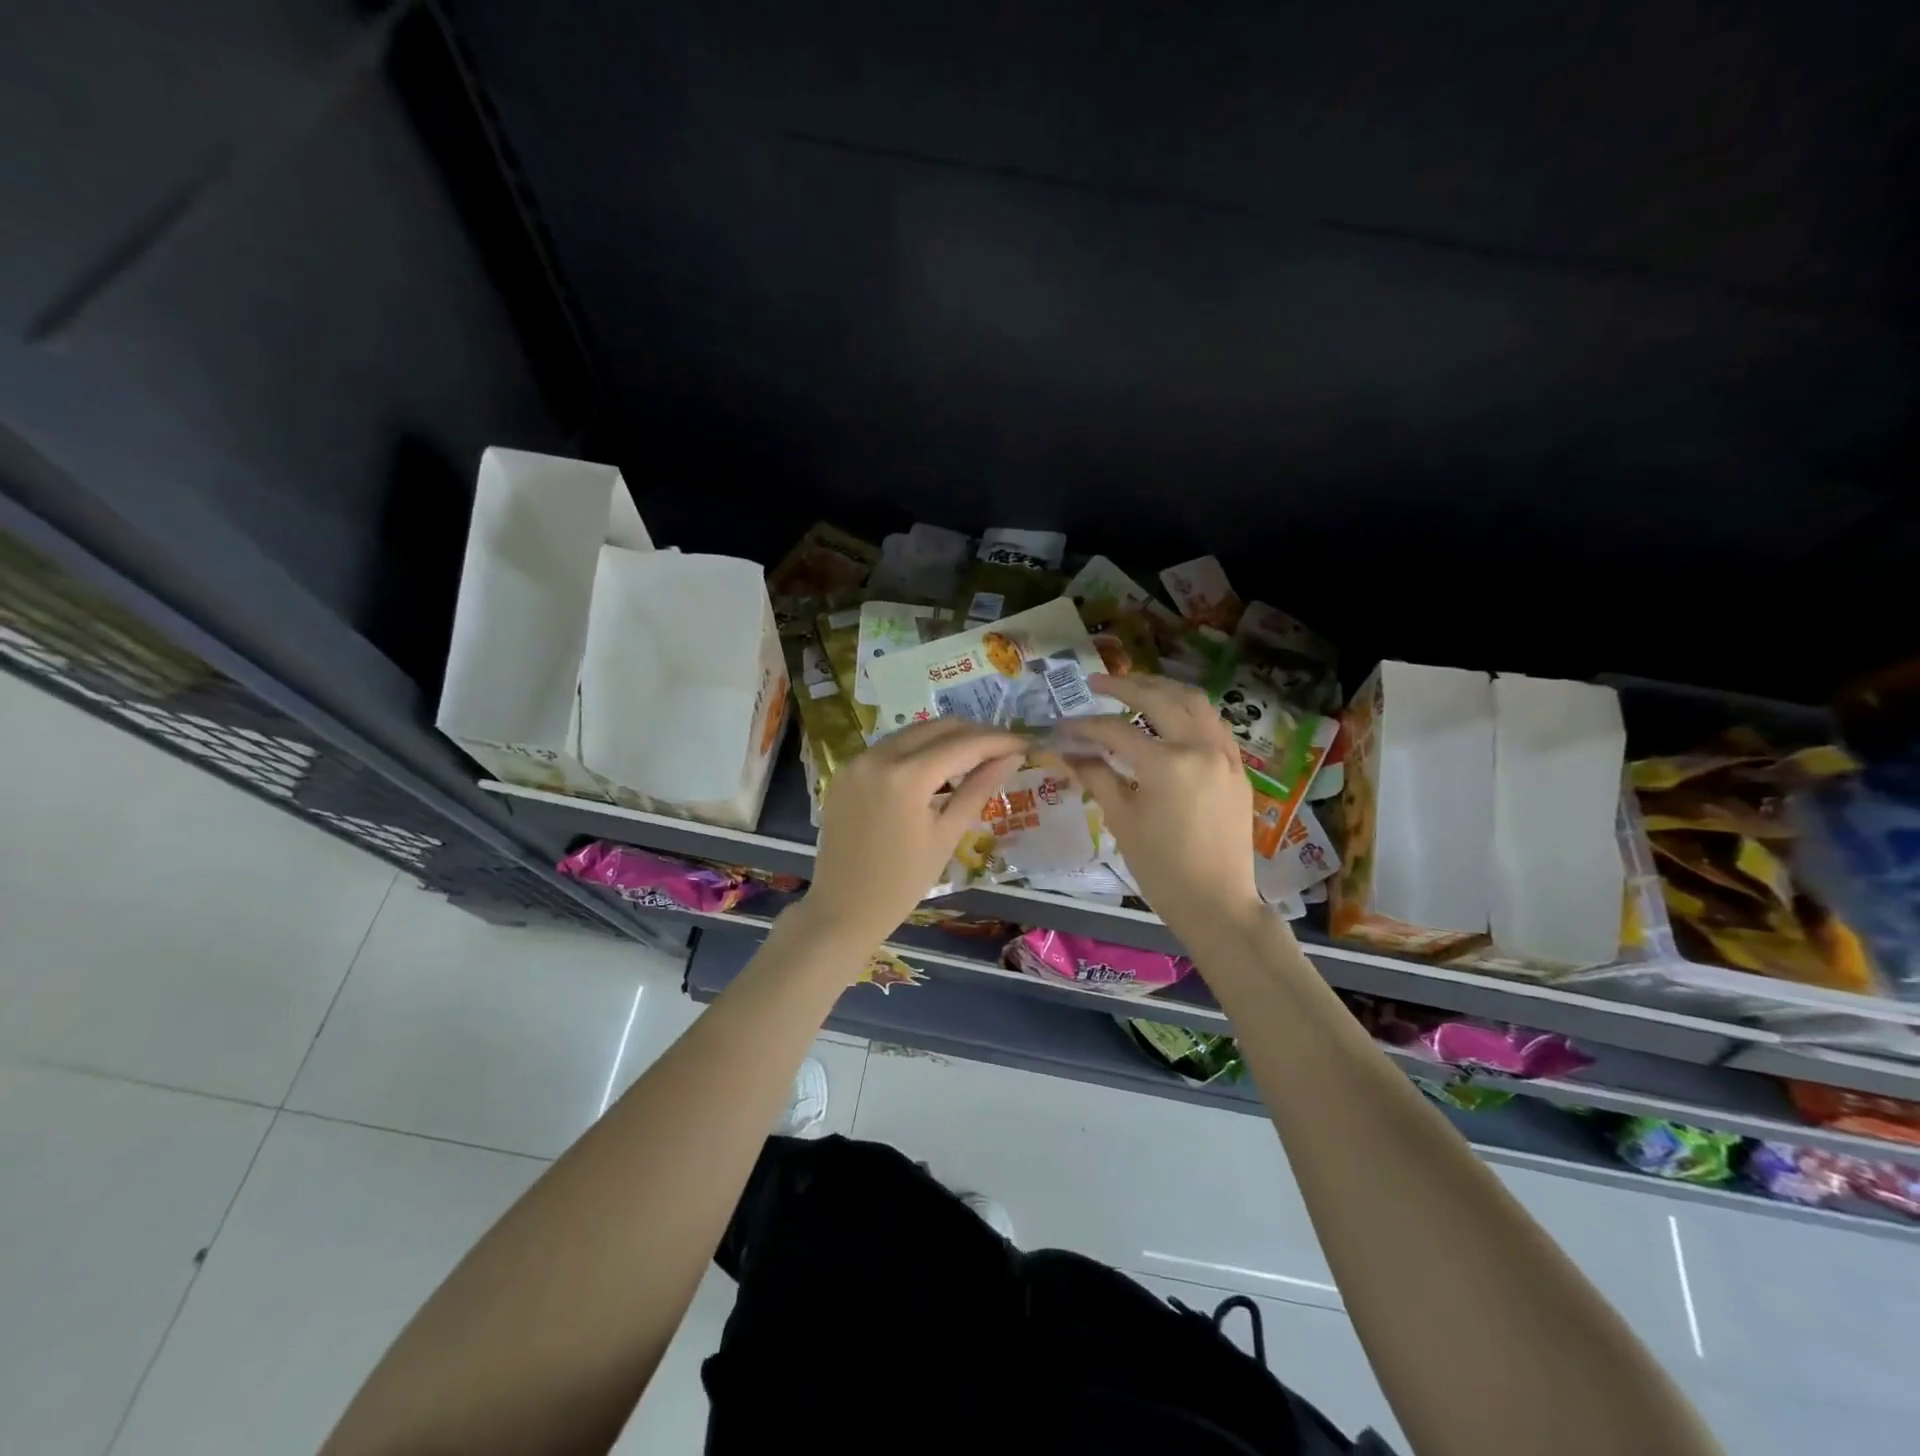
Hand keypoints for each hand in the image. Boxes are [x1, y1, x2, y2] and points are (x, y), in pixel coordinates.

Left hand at [801, 719, 1025, 948]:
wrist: (843, 909)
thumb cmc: (902, 882)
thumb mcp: (947, 836)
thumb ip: (978, 789)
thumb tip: (1011, 757)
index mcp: (906, 777)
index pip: (963, 745)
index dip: (999, 741)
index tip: (1025, 743)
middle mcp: (878, 756)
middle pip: (937, 728)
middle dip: (974, 733)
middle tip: (1003, 749)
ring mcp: (857, 761)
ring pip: (912, 732)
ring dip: (945, 738)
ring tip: (975, 756)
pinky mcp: (845, 771)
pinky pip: (889, 747)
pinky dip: (917, 750)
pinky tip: (936, 768)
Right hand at [1062, 675, 1263, 945]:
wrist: (1217, 903)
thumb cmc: (1161, 869)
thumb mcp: (1122, 821)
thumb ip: (1096, 777)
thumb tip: (1068, 753)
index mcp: (1167, 764)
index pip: (1117, 731)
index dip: (1084, 727)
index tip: (1062, 726)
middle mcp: (1200, 747)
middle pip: (1159, 699)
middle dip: (1124, 686)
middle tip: (1095, 683)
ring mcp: (1224, 755)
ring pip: (1194, 702)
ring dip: (1162, 689)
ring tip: (1135, 686)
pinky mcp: (1236, 768)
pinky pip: (1212, 724)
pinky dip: (1188, 710)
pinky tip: (1170, 715)